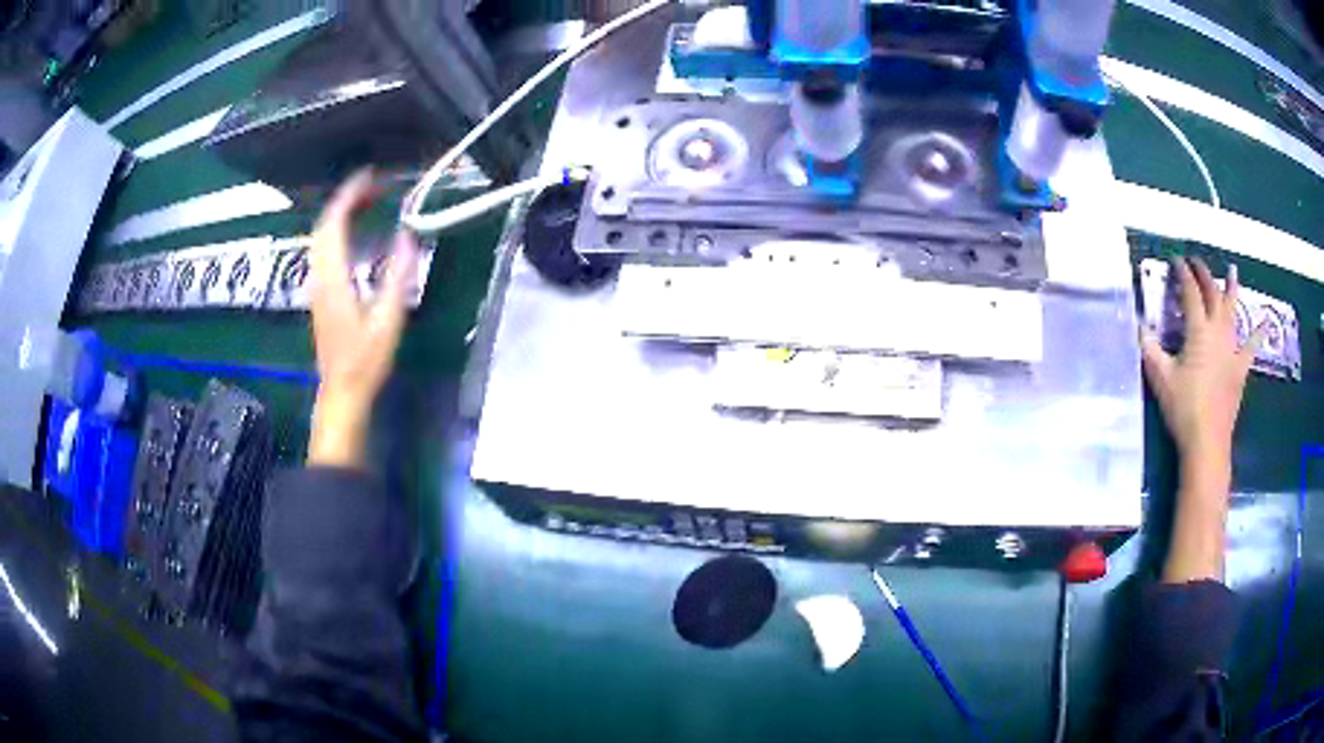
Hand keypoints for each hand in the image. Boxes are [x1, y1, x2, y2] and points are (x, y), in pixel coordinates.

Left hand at [308, 170, 418, 469]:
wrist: (341, 393)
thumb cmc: (365, 361)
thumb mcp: (388, 320)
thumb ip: (397, 276)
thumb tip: (408, 235)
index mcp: (333, 279)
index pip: (334, 224)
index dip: (349, 195)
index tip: (371, 176)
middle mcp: (319, 277)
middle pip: (324, 226)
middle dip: (346, 200)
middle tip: (375, 187)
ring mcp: (317, 286)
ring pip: (321, 238)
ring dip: (342, 215)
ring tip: (369, 203)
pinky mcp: (320, 295)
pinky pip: (324, 251)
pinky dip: (339, 232)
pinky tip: (356, 235)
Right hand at [1140, 257, 1262, 472]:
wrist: (1207, 442)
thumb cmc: (1183, 408)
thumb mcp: (1160, 377)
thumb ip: (1149, 347)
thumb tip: (1137, 323)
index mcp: (1199, 330)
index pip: (1191, 292)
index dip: (1183, 274)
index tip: (1176, 261)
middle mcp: (1218, 332)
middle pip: (1213, 294)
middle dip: (1204, 274)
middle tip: (1196, 262)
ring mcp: (1233, 349)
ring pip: (1233, 311)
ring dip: (1232, 289)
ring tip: (1233, 271)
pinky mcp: (1241, 368)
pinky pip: (1251, 347)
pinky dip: (1258, 334)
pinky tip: (1265, 323)